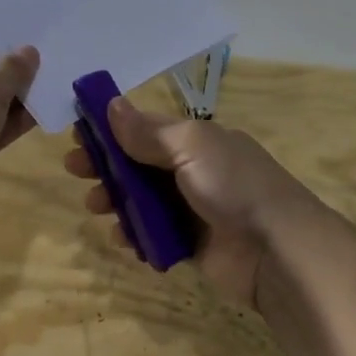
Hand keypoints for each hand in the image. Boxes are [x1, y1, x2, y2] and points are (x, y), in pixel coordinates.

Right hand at [64, 98, 319, 309]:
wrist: (279, 250)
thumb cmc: (233, 186)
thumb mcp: (191, 145)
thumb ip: (148, 131)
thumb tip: (110, 105)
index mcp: (196, 140)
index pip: (144, 128)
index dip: (110, 130)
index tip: (78, 134)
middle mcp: (193, 170)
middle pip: (138, 164)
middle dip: (105, 166)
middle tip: (75, 171)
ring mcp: (192, 209)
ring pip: (141, 200)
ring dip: (115, 201)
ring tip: (95, 207)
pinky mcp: (191, 245)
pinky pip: (153, 235)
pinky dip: (135, 235)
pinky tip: (121, 238)